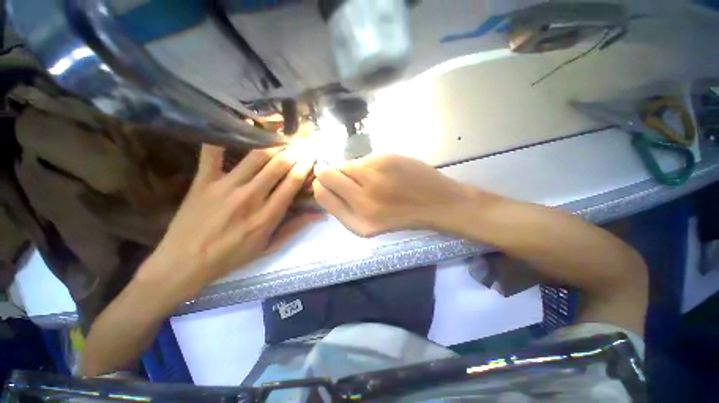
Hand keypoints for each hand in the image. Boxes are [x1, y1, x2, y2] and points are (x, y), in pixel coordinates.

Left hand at [138, 144, 319, 301]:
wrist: (183, 263)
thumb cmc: (231, 257)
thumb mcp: (268, 247)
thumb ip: (295, 228)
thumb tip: (320, 214)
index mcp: (267, 215)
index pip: (292, 183)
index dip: (305, 167)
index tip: (313, 157)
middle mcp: (250, 197)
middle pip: (278, 166)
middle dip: (294, 152)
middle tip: (303, 143)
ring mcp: (225, 186)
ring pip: (255, 157)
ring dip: (273, 145)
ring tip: (284, 139)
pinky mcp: (203, 180)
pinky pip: (213, 153)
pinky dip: (223, 137)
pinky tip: (237, 124)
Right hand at [312, 154, 487, 236]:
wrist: (437, 203)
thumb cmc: (402, 215)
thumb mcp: (370, 223)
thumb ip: (345, 205)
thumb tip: (326, 182)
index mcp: (357, 223)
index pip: (322, 195)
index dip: (320, 184)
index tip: (324, 180)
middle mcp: (362, 201)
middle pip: (327, 175)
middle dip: (329, 172)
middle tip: (341, 174)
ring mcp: (374, 179)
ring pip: (345, 164)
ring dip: (351, 169)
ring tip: (370, 176)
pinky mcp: (385, 161)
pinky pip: (363, 159)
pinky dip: (367, 164)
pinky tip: (382, 171)